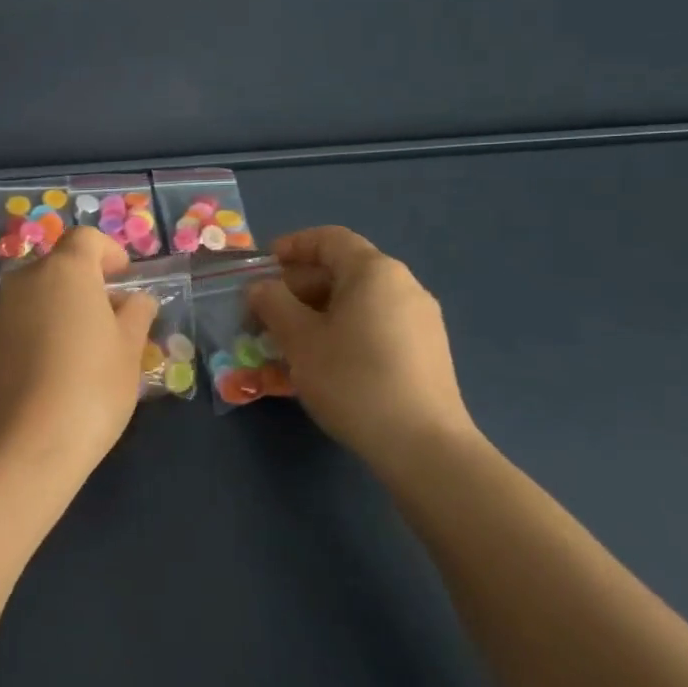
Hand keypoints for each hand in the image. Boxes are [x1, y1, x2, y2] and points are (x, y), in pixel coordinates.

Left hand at [0, 227, 157, 492]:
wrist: (22, 447)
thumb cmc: (90, 389)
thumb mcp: (128, 351)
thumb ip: (136, 315)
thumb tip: (136, 299)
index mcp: (64, 270)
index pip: (85, 239)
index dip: (109, 252)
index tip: (124, 277)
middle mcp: (24, 280)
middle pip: (58, 267)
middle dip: (84, 284)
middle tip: (109, 319)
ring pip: (35, 296)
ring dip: (58, 308)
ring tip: (81, 349)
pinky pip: (16, 323)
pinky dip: (35, 332)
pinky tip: (49, 371)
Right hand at [248, 226, 477, 480]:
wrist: (424, 447)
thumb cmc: (353, 380)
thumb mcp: (300, 340)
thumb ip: (274, 304)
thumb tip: (261, 288)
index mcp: (374, 272)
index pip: (329, 239)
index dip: (292, 246)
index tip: (263, 266)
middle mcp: (403, 286)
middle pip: (343, 271)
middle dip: (298, 287)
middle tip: (266, 313)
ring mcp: (420, 321)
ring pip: (357, 303)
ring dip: (317, 314)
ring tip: (287, 342)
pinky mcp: (426, 353)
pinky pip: (375, 327)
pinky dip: (343, 333)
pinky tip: (322, 364)